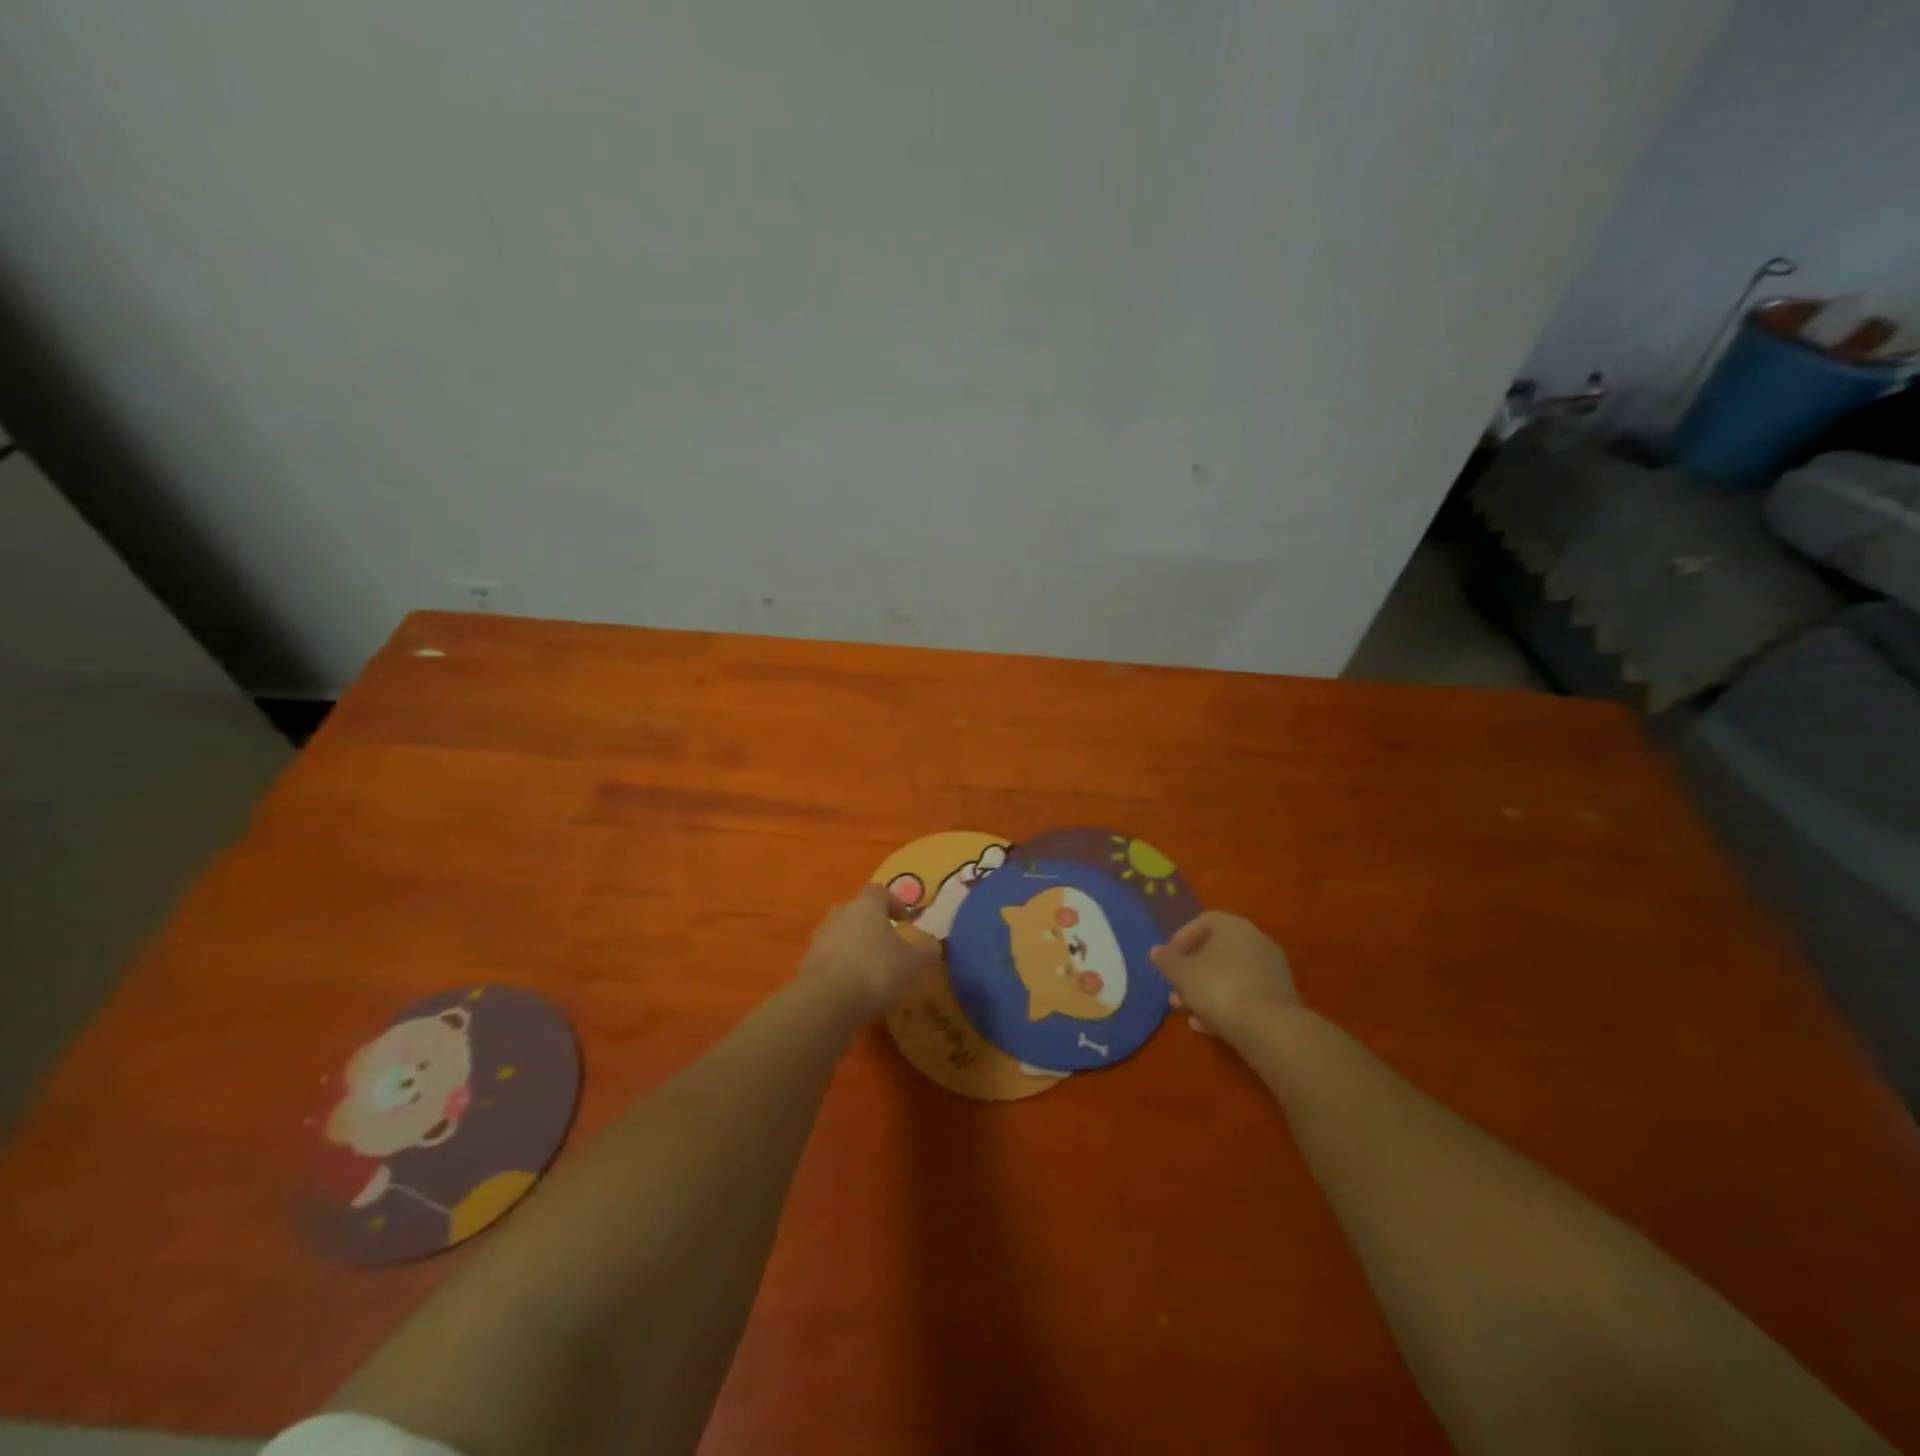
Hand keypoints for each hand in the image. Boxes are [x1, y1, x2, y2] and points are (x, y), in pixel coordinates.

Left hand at [800, 884, 940, 1016]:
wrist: (828, 1001)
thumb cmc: (877, 970)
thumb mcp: (914, 963)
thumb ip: (927, 951)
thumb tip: (933, 946)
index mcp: (866, 905)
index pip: (879, 891)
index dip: (894, 903)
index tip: (904, 921)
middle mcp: (840, 914)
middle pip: (857, 911)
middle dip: (871, 925)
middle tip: (887, 944)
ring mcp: (820, 938)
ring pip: (841, 934)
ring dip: (854, 946)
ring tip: (870, 969)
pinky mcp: (807, 963)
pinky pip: (829, 958)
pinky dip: (841, 967)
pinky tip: (853, 988)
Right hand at [1150, 911, 1298, 1043]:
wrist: (1269, 1028)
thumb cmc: (1218, 988)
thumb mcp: (1181, 974)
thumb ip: (1166, 960)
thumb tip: (1156, 951)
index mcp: (1233, 926)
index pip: (1202, 922)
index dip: (1180, 939)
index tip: (1168, 960)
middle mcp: (1255, 941)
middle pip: (1216, 952)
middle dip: (1191, 972)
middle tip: (1174, 990)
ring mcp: (1270, 970)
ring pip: (1229, 976)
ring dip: (1205, 991)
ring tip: (1186, 1011)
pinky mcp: (1279, 998)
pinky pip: (1245, 994)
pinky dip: (1225, 1005)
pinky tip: (1206, 1026)